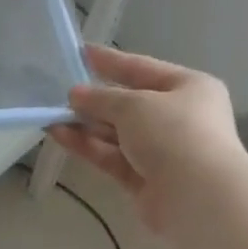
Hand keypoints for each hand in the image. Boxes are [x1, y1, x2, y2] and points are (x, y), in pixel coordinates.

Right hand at [47, 45, 247, 234]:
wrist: (196, 195)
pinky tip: (60, 135)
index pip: (143, 69)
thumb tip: (75, 95)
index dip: (111, 61)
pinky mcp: (144, 180)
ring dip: (86, 124)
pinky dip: (88, 146)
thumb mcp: (135, 105)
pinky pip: (112, 157)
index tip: (81, 53)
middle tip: (59, 92)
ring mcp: (161, 151)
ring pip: (117, 134)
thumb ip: (102, 98)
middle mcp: (178, 117)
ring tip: (51, 115)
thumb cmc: (174, 134)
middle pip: (129, 104)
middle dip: (95, 99)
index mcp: (189, 88)